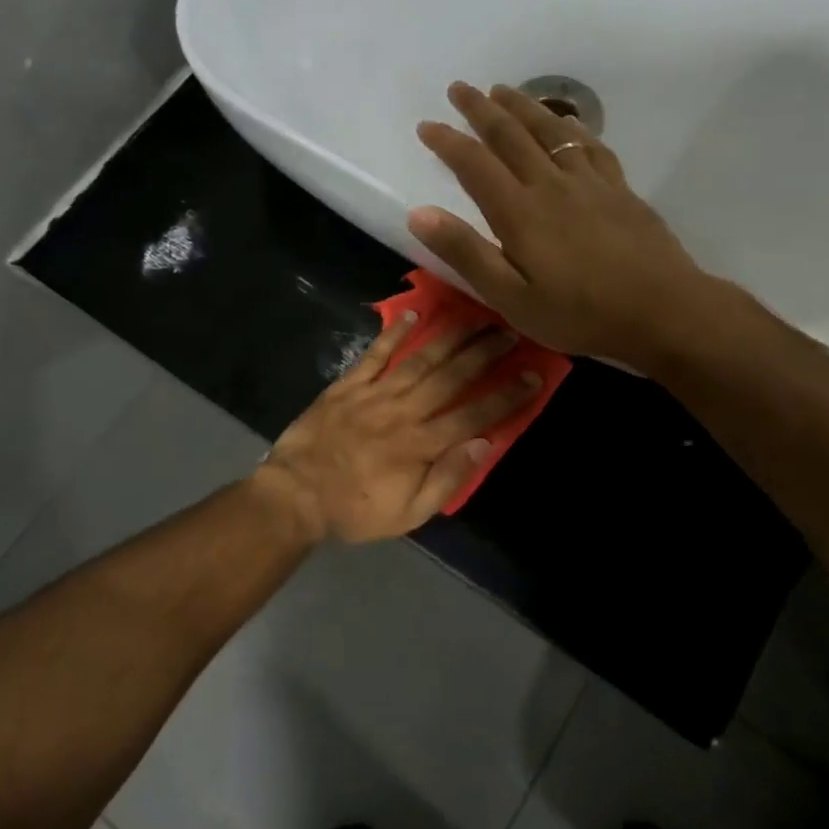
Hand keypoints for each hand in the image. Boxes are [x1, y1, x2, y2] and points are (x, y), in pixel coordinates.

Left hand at [251, 311, 540, 542]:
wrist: (295, 495)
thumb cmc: (355, 510)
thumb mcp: (408, 514)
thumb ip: (447, 479)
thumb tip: (484, 444)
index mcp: (421, 445)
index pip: (475, 416)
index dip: (507, 395)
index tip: (533, 375)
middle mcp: (403, 411)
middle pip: (452, 377)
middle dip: (485, 353)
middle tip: (511, 331)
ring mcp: (374, 394)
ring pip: (420, 359)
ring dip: (451, 336)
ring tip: (476, 316)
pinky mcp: (347, 385)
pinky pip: (375, 354)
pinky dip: (394, 333)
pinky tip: (414, 313)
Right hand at [408, 81, 756, 368]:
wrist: (662, 311)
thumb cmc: (579, 313)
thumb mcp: (510, 297)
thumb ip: (465, 253)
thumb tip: (419, 213)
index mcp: (519, 212)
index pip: (474, 164)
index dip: (448, 141)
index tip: (426, 124)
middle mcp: (551, 185)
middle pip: (511, 135)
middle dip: (481, 109)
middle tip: (460, 88)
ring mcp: (590, 183)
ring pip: (550, 131)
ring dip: (523, 106)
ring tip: (503, 90)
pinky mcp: (619, 189)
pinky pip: (590, 146)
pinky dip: (571, 127)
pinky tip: (566, 123)